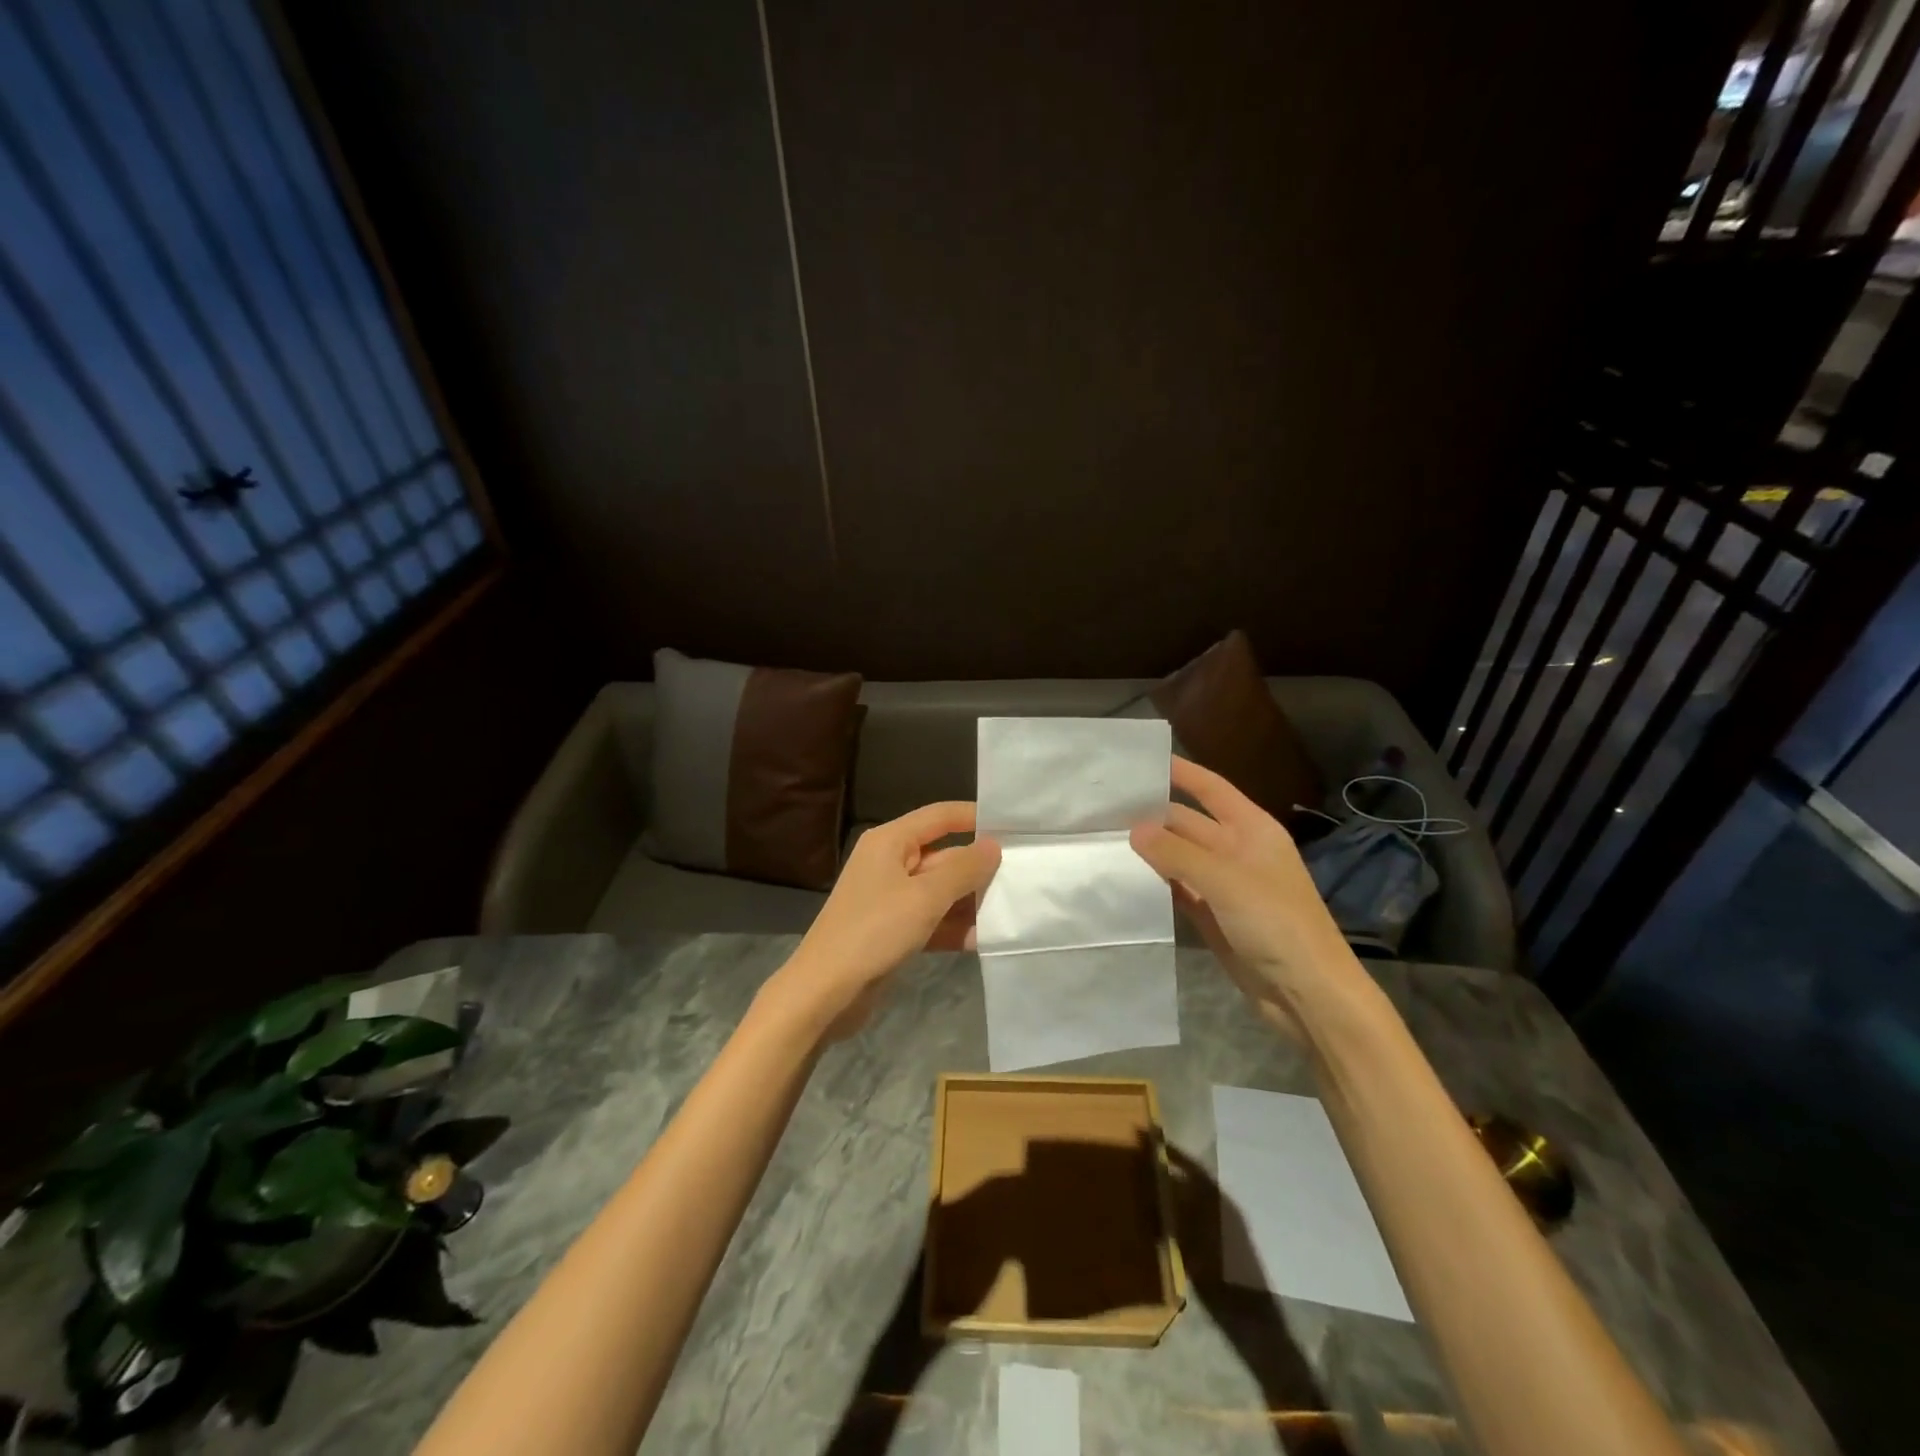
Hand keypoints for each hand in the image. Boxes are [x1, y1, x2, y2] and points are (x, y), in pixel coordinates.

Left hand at [767, 802, 1000, 1041]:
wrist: (826, 993)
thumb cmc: (875, 931)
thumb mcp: (925, 896)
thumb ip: (964, 869)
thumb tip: (994, 845)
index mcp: (890, 841)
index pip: (940, 816)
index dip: (975, 818)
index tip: (1015, 827)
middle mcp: (890, 863)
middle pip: (944, 855)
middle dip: (979, 868)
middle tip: (1024, 877)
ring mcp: (892, 898)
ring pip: (941, 890)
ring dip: (971, 901)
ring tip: (1013, 909)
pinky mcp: (894, 930)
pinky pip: (933, 919)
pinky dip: (955, 927)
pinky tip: (986, 939)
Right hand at [1130, 757, 1369, 1037]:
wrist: (1307, 993)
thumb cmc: (1275, 922)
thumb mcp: (1225, 880)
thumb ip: (1176, 853)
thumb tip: (1134, 829)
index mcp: (1252, 829)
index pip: (1211, 789)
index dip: (1181, 772)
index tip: (1141, 761)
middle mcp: (1236, 850)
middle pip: (1188, 823)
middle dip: (1153, 815)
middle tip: (1104, 809)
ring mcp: (1224, 885)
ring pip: (1179, 857)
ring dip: (1150, 850)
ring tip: (1103, 838)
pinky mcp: (1213, 916)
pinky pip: (1178, 890)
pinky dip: (1156, 884)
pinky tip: (1124, 878)